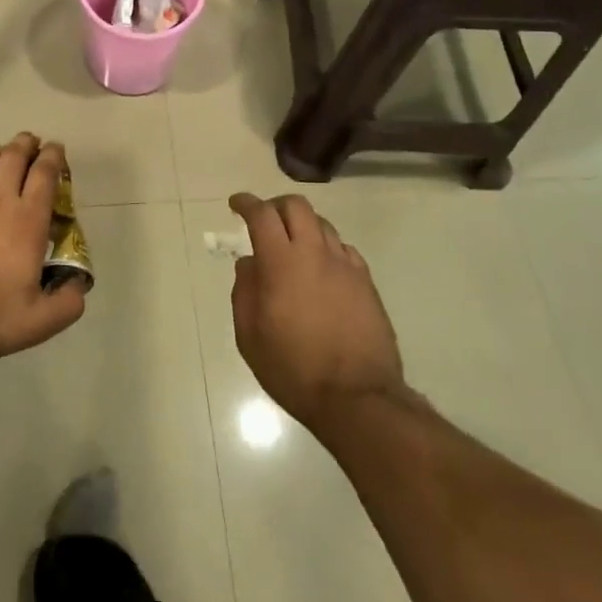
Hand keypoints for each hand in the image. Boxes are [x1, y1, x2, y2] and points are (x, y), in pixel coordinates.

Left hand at [0, 134, 86, 360]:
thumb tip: (78, 284)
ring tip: (4, 153)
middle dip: (27, 144)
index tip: (57, 150)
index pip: (45, 174)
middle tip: (33, 143)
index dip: (54, 156)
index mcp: (27, 221)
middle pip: (14, 156)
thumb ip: (68, 302)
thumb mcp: (39, 322)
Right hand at [229, 193, 403, 431]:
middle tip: (264, 222)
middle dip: (275, 206)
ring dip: (302, 226)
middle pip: (296, 206)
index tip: (235, 205)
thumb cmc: (293, 369)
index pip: (262, 214)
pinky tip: (321, 269)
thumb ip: (245, 292)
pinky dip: (326, 248)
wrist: (357, 398)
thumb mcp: (250, 336)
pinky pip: (343, 249)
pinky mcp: (366, 282)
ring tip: (292, 247)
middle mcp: (315, 253)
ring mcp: (345, 266)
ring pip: (322, 224)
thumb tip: (250, 264)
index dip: (246, 203)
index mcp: (281, 263)